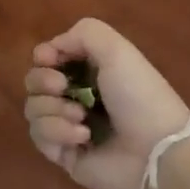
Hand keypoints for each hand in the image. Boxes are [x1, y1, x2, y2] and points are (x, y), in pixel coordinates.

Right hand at [24, 18, 189, 188]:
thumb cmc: (139, 96)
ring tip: (81, 118)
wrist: (156, 152)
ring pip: (33, 109)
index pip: (49, 58)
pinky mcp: (64, 155)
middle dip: (42, 81)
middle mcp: (77, 96)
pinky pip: (40, 137)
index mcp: (91, 70)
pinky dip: (58, 133)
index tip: (48, 59)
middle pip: (34, 82)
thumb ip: (83, 33)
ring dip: (52, 109)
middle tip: (62, 87)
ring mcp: (68, 126)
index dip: (43, 56)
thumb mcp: (117, 50)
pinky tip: (83, 137)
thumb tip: (52, 49)